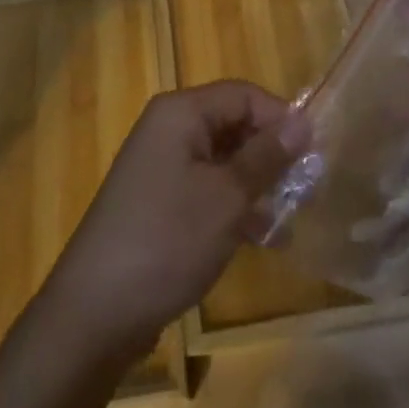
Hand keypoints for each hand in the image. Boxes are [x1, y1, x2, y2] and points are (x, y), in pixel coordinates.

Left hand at [41, 80, 307, 364]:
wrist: (94, 312)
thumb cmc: (167, 240)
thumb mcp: (226, 197)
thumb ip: (266, 156)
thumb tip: (303, 122)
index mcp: (180, 113)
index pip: (243, 95)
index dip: (281, 119)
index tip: (314, 156)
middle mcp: (168, 130)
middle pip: (233, 125)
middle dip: (271, 155)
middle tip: (308, 191)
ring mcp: (161, 168)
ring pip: (223, 161)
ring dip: (258, 185)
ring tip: (291, 218)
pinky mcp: (158, 203)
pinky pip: (207, 189)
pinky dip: (235, 207)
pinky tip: (263, 239)